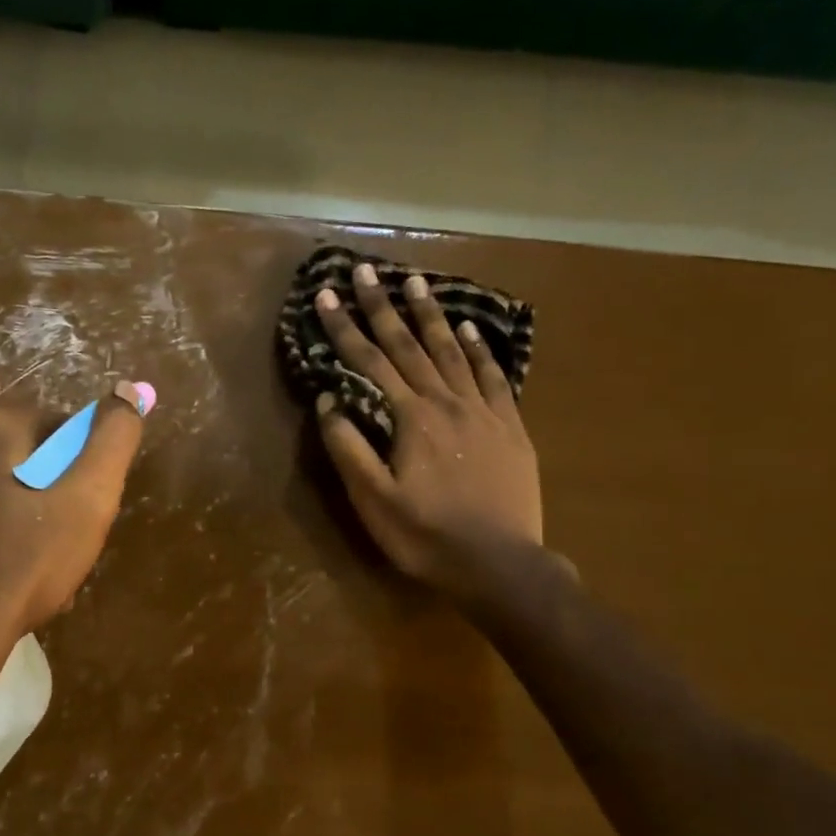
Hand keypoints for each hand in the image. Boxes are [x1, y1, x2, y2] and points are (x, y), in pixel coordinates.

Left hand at [0, 385, 149, 641]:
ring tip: (46, 568)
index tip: (91, 508)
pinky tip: (13, 580)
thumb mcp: (88, 497)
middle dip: (59, 495)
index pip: (63, 426)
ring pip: (7, 493)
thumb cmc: (27, 558)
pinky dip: (2, 541)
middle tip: (73, 541)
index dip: (86, 466)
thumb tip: (129, 391)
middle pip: (33, 460)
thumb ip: (113, 440)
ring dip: (33, 522)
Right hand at [314, 261, 543, 611]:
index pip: (369, 363)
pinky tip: (469, 329)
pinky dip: (479, 349)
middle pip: (409, 346)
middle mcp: (445, 403)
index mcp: (409, 419)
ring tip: (416, 282)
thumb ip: (349, 448)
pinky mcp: (509, 427)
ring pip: (452, 351)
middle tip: (366, 270)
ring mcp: (482, 412)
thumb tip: (329, 400)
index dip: (345, 328)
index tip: (326, 295)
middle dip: (383, 307)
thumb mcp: (373, 501)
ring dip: (430, 315)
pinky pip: (493, 376)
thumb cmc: (425, 537)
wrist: (499, 565)